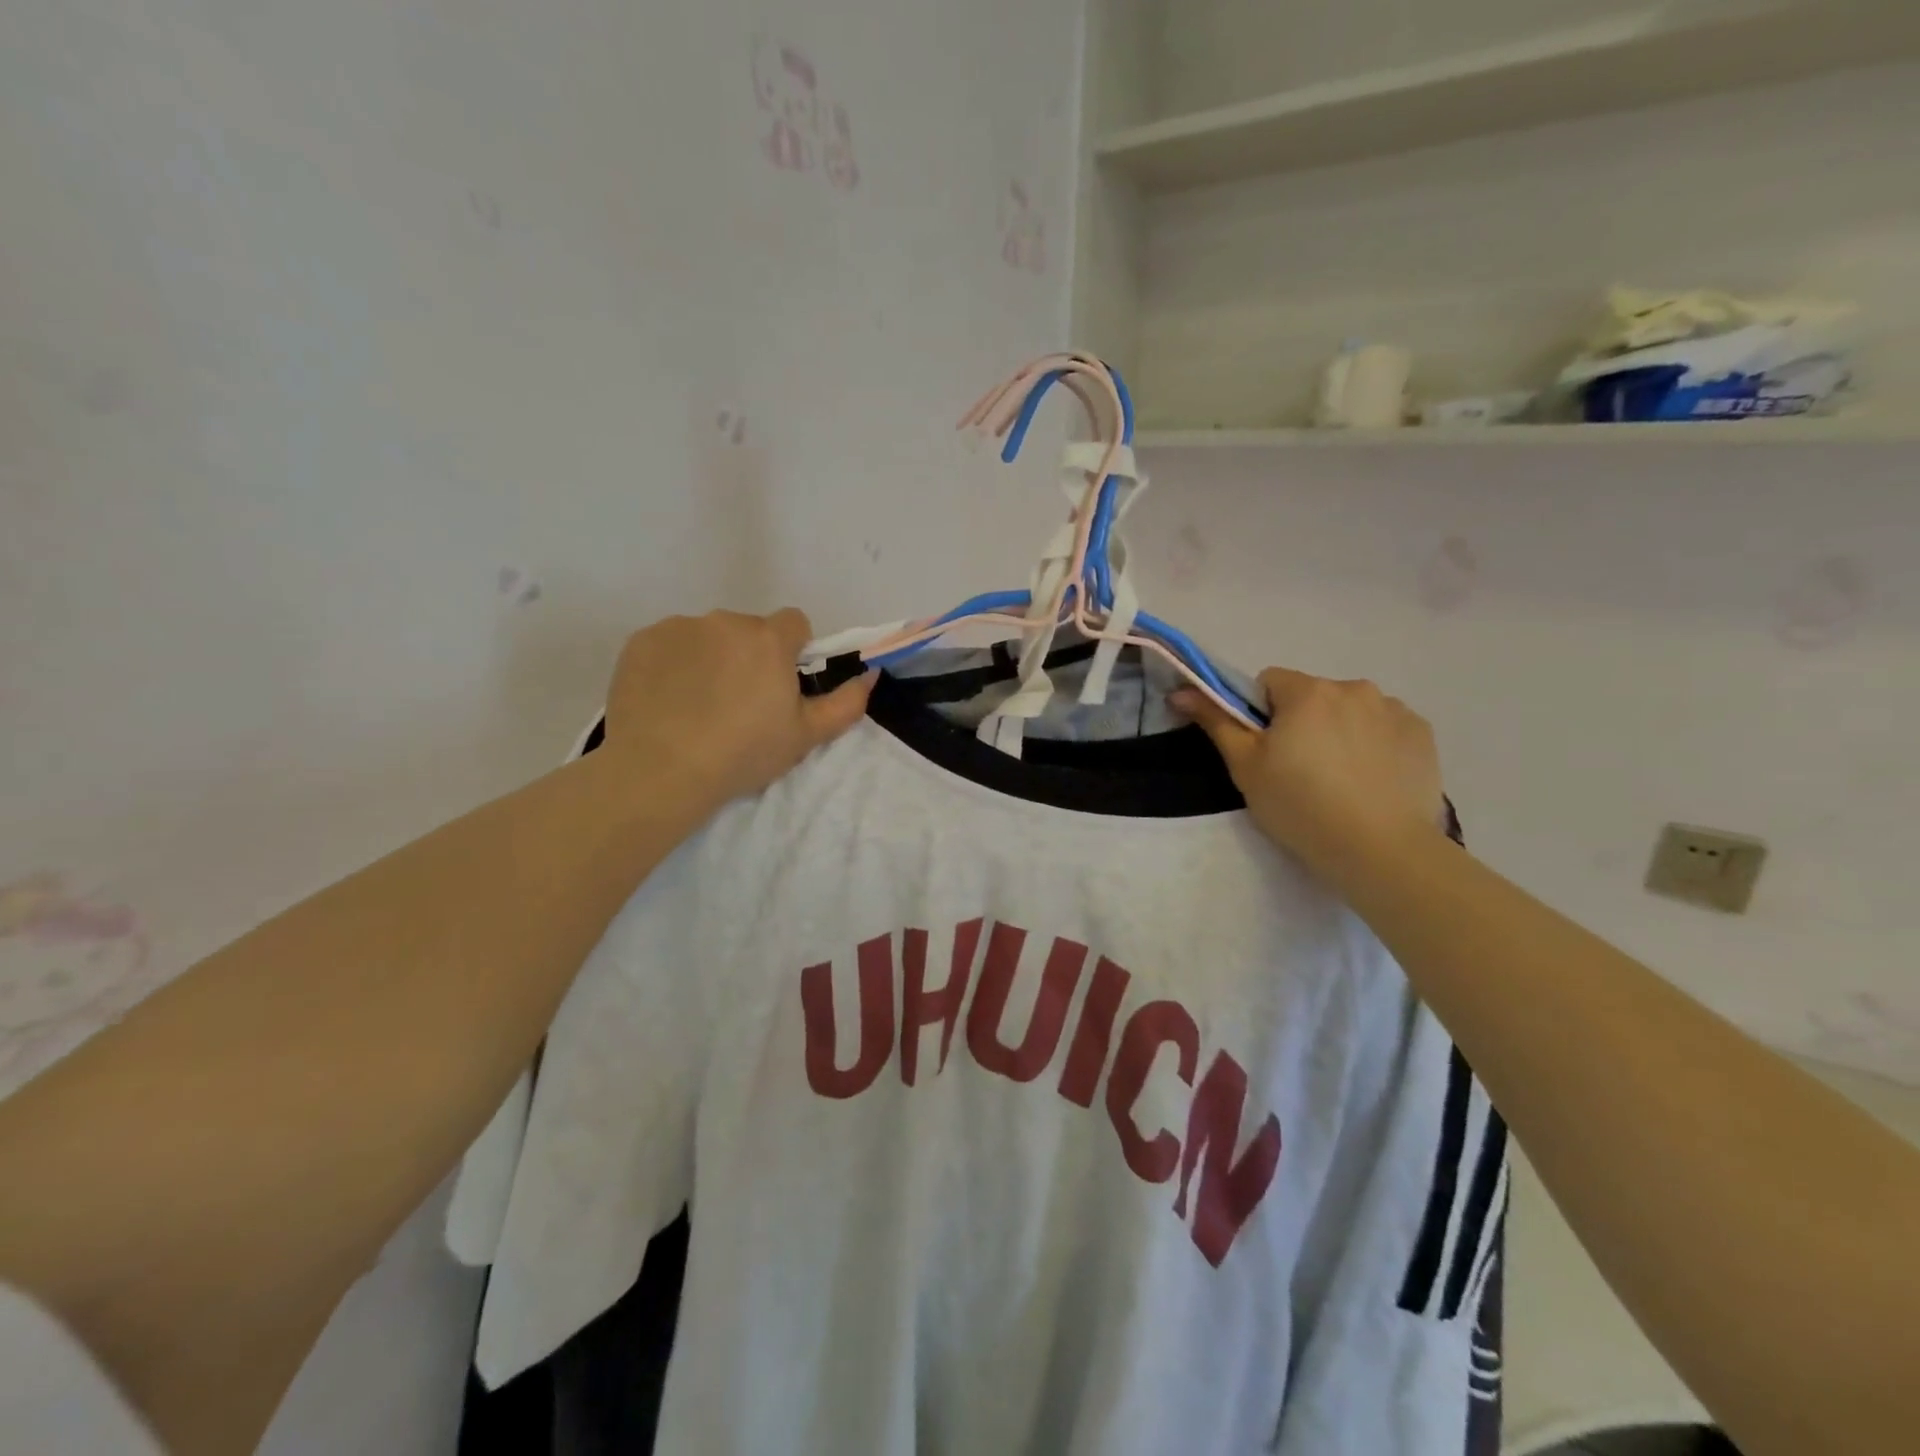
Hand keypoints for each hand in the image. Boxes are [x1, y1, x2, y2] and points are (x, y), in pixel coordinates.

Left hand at [604, 609, 872, 806]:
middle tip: (739, 704)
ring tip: (698, 705)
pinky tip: (667, 701)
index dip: (792, 651)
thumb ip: (847, 702)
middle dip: (749, 656)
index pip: (794, 623)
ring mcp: (678, 628)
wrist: (661, 770)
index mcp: (768, 639)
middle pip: (748, 630)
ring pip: (706, 636)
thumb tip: (870, 674)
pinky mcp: (640, 641)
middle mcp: (724, 621)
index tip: (780, 686)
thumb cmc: (743, 753)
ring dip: (710, 658)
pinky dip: (672, 665)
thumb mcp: (806, 736)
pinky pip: (668, 645)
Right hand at [1172, 669, 1445, 890]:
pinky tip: (1371, 782)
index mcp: (1307, 691)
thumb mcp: (1246, 767)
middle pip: (1312, 696)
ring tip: (1340, 780)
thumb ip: (1216, 721)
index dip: (1260, 714)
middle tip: (1299, 771)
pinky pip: (1385, 728)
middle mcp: (1353, 687)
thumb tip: (1181, 691)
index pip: (1270, 682)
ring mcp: (1394, 710)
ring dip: (1339, 731)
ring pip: (1350, 711)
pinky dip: (1374, 745)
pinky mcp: (1423, 735)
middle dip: (1302, 722)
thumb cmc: (1300, 806)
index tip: (1266, 751)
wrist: (1381, 851)